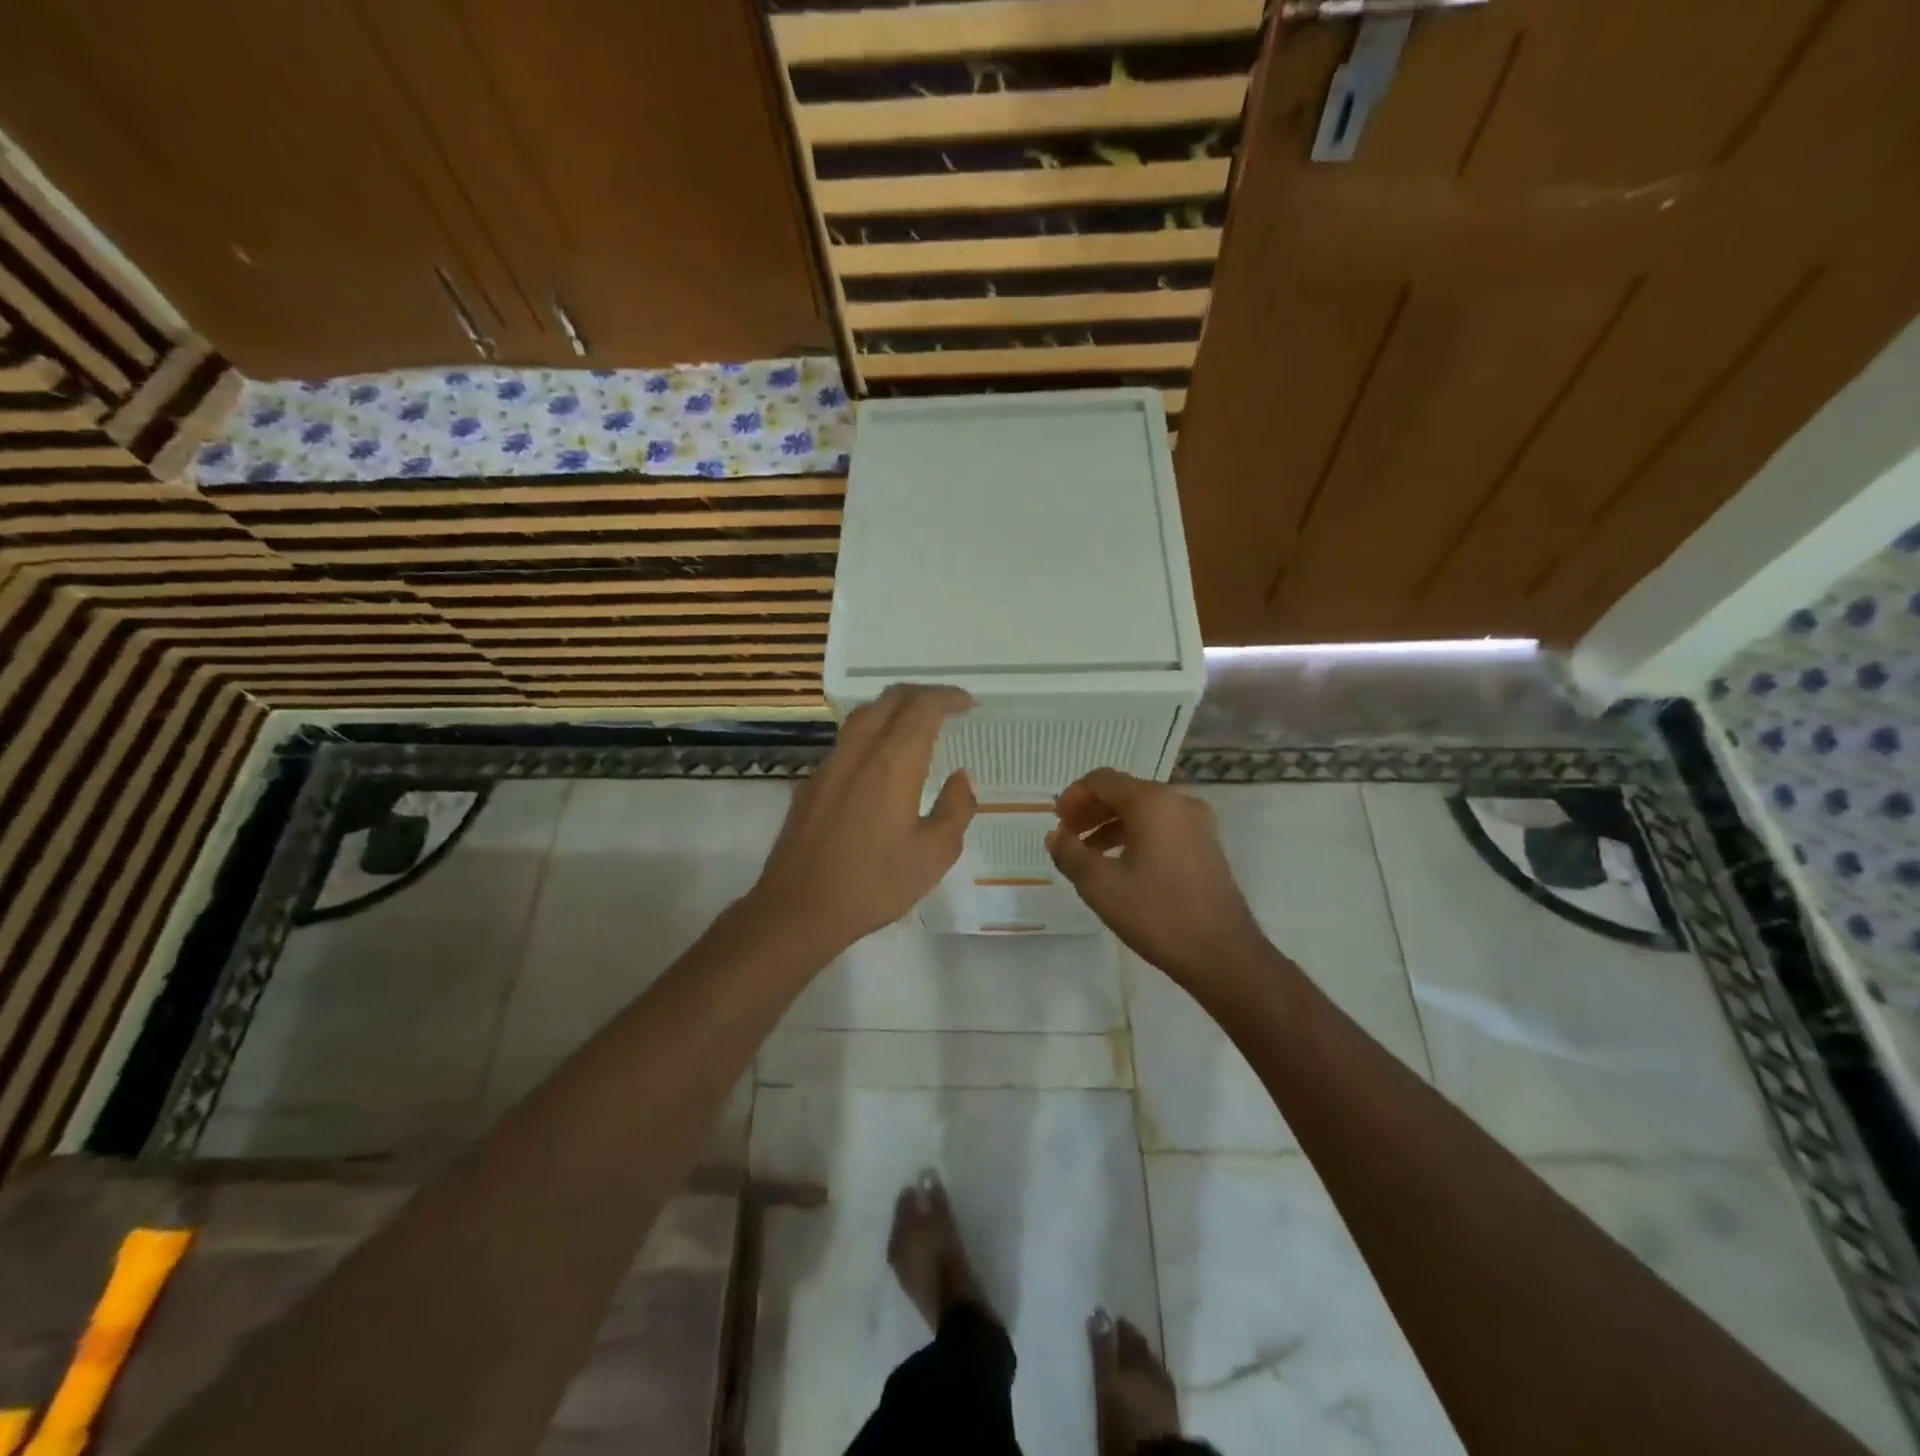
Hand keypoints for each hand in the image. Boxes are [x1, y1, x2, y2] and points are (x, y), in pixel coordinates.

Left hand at [750, 685, 976, 958]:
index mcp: (893, 761)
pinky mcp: (811, 783)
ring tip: (916, 727)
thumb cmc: (874, 883)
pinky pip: (847, 740)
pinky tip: (880, 762)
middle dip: (921, 695)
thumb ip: (956, 809)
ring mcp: (829, 764)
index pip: (922, 707)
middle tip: (946, 707)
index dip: (948, 697)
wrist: (798, 908)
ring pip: (863, 716)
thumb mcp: (933, 854)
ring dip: (893, 710)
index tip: (968, 704)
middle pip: (889, 700)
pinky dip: (872, 733)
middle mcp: (859, 751)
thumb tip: (963, 777)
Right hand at [1048, 769, 1271, 987]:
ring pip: (1144, 810)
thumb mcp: (1101, 886)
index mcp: (1152, 802)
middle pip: (1124, 791)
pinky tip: (1120, 865)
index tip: (1057, 823)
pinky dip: (1135, 835)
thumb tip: (1055, 836)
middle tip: (1068, 838)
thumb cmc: (1157, 914)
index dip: (1074, 796)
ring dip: (1111, 825)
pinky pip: (1162, 826)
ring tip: (1088, 855)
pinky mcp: (1206, 844)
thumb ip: (1070, 854)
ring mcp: (1197, 822)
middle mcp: (1178, 801)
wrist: (1223, 954)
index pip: (1103, 780)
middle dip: (1091, 811)